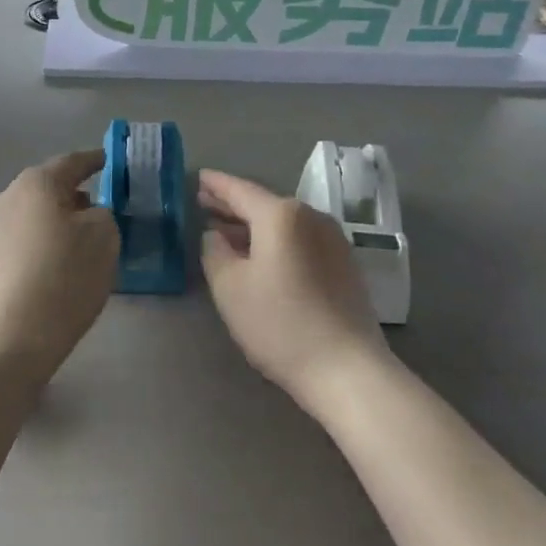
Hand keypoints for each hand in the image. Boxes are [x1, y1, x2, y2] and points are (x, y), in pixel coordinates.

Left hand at [0, 151, 118, 375]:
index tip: (115, 164)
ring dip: (61, 220)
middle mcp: (9, 197)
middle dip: (79, 193)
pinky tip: (63, 264)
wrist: (12, 338)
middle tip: (107, 207)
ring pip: (37, 214)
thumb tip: (89, 213)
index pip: (74, 161)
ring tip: (87, 240)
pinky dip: (47, 242)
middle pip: (51, 187)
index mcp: (37, 182)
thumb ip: (104, 212)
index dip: (97, 161)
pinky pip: (26, 238)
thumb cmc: (64, 276)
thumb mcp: (104, 236)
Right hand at [198, 169, 389, 411]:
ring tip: (227, 232)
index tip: (198, 177)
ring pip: (283, 223)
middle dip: (232, 205)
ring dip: (254, 226)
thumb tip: (215, 234)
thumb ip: (214, 251)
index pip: (240, 190)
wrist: (347, 368)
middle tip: (204, 202)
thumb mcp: (229, 288)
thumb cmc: (280, 324)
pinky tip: (261, 256)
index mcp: (281, 215)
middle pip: (264, 204)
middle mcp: (311, 216)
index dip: (216, 184)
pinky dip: (276, 241)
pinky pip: (300, 240)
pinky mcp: (344, 264)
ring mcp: (333, 239)